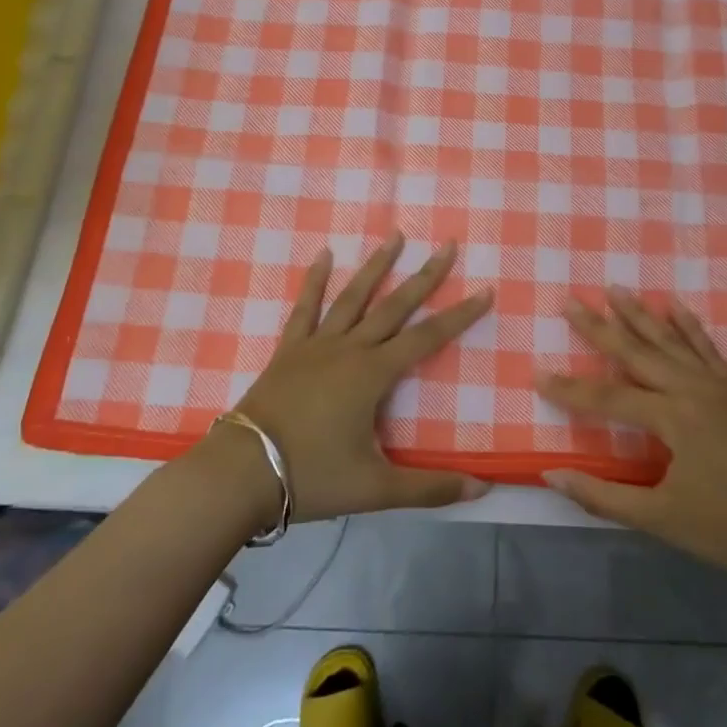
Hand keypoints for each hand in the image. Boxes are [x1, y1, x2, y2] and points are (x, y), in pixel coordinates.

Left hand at [213, 232, 494, 522]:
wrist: (241, 474)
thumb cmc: (312, 477)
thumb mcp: (376, 488)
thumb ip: (431, 488)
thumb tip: (484, 490)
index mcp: (373, 374)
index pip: (428, 338)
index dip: (460, 315)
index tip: (485, 290)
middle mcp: (349, 349)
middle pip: (395, 306)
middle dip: (425, 276)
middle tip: (447, 245)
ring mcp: (316, 345)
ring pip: (353, 297)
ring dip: (376, 266)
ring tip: (395, 236)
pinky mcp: (289, 351)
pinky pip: (305, 308)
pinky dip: (315, 280)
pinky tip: (324, 255)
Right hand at [537, 290, 726, 587]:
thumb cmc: (726, 531)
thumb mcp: (659, 519)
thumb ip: (602, 496)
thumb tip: (550, 475)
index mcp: (673, 418)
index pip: (608, 397)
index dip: (570, 389)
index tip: (536, 375)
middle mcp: (693, 390)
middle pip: (636, 352)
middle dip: (600, 327)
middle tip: (569, 302)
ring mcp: (717, 387)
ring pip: (670, 341)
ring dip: (640, 314)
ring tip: (614, 289)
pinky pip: (706, 348)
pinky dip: (688, 325)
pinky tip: (674, 306)